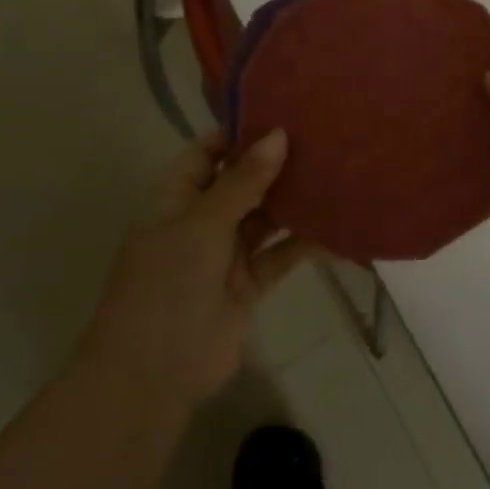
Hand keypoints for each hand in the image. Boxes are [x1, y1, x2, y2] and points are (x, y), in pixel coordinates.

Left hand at [81, 129, 310, 404]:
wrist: (152, 376)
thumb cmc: (166, 285)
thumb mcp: (202, 224)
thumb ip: (243, 181)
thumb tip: (279, 134)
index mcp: (176, 199)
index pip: (208, 153)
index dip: (240, 133)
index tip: (284, 112)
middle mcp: (201, 221)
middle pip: (242, 182)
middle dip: (276, 163)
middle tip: (323, 135)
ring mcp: (225, 254)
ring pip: (265, 217)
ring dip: (294, 200)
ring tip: (336, 170)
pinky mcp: (248, 285)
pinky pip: (280, 255)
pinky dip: (305, 242)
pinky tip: (337, 224)